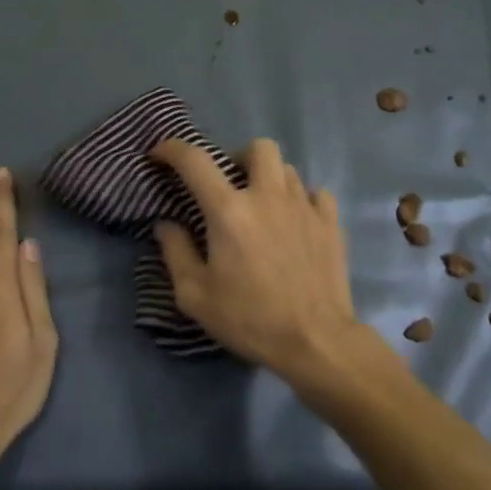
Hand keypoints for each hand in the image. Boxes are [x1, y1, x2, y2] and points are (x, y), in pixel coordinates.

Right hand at [150, 138, 359, 379]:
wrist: (315, 342)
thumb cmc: (249, 319)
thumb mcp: (195, 295)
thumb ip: (175, 252)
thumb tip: (166, 224)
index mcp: (229, 210)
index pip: (195, 161)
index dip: (172, 149)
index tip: (159, 154)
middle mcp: (268, 196)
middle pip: (258, 147)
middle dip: (239, 156)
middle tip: (230, 184)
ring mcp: (304, 206)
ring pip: (287, 169)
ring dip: (270, 180)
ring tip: (263, 207)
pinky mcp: (330, 223)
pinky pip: (316, 194)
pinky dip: (303, 200)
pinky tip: (296, 222)